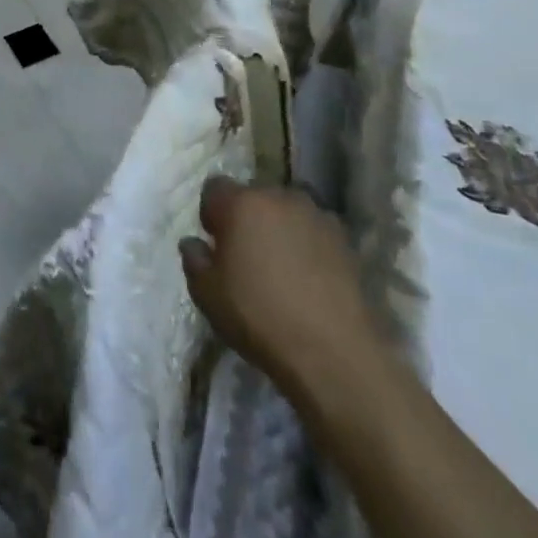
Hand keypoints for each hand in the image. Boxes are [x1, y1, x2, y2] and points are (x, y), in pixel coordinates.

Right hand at [180, 176, 379, 391]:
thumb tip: (193, 243)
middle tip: (246, 254)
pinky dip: (306, 243)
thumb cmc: (259, 316)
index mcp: (241, 203)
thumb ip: (194, 260)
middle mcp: (279, 197)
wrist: (333, 350)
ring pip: (286, 211)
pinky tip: (307, 276)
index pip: (215, 187)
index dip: (211, 212)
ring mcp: (316, 215)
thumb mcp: (207, 294)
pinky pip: (313, 230)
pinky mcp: (344, 238)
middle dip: (246, 217)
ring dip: (278, 228)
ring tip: (280, 266)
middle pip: (254, 196)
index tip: (215, 241)